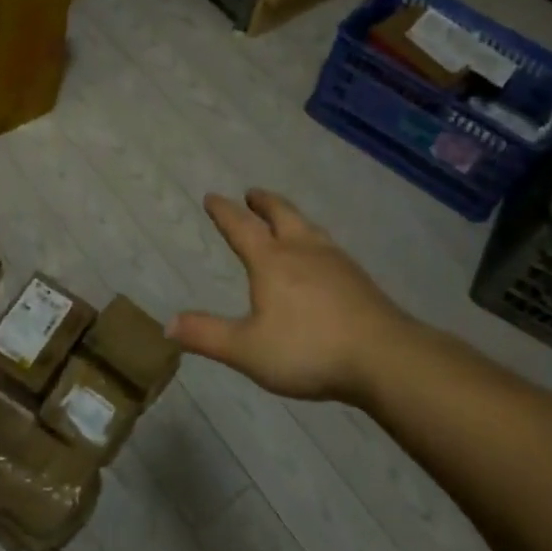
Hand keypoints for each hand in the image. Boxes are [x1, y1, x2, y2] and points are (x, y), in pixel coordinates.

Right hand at [170, 189, 417, 402]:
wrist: (383, 356)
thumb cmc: (308, 349)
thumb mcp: (247, 349)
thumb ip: (207, 335)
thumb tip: (168, 324)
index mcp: (271, 261)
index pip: (241, 226)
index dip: (224, 211)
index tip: (212, 197)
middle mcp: (302, 250)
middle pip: (281, 214)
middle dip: (263, 202)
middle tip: (252, 193)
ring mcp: (335, 261)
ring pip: (308, 227)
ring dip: (291, 216)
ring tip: (286, 218)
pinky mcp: (358, 278)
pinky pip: (328, 246)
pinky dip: (314, 239)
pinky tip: (322, 256)